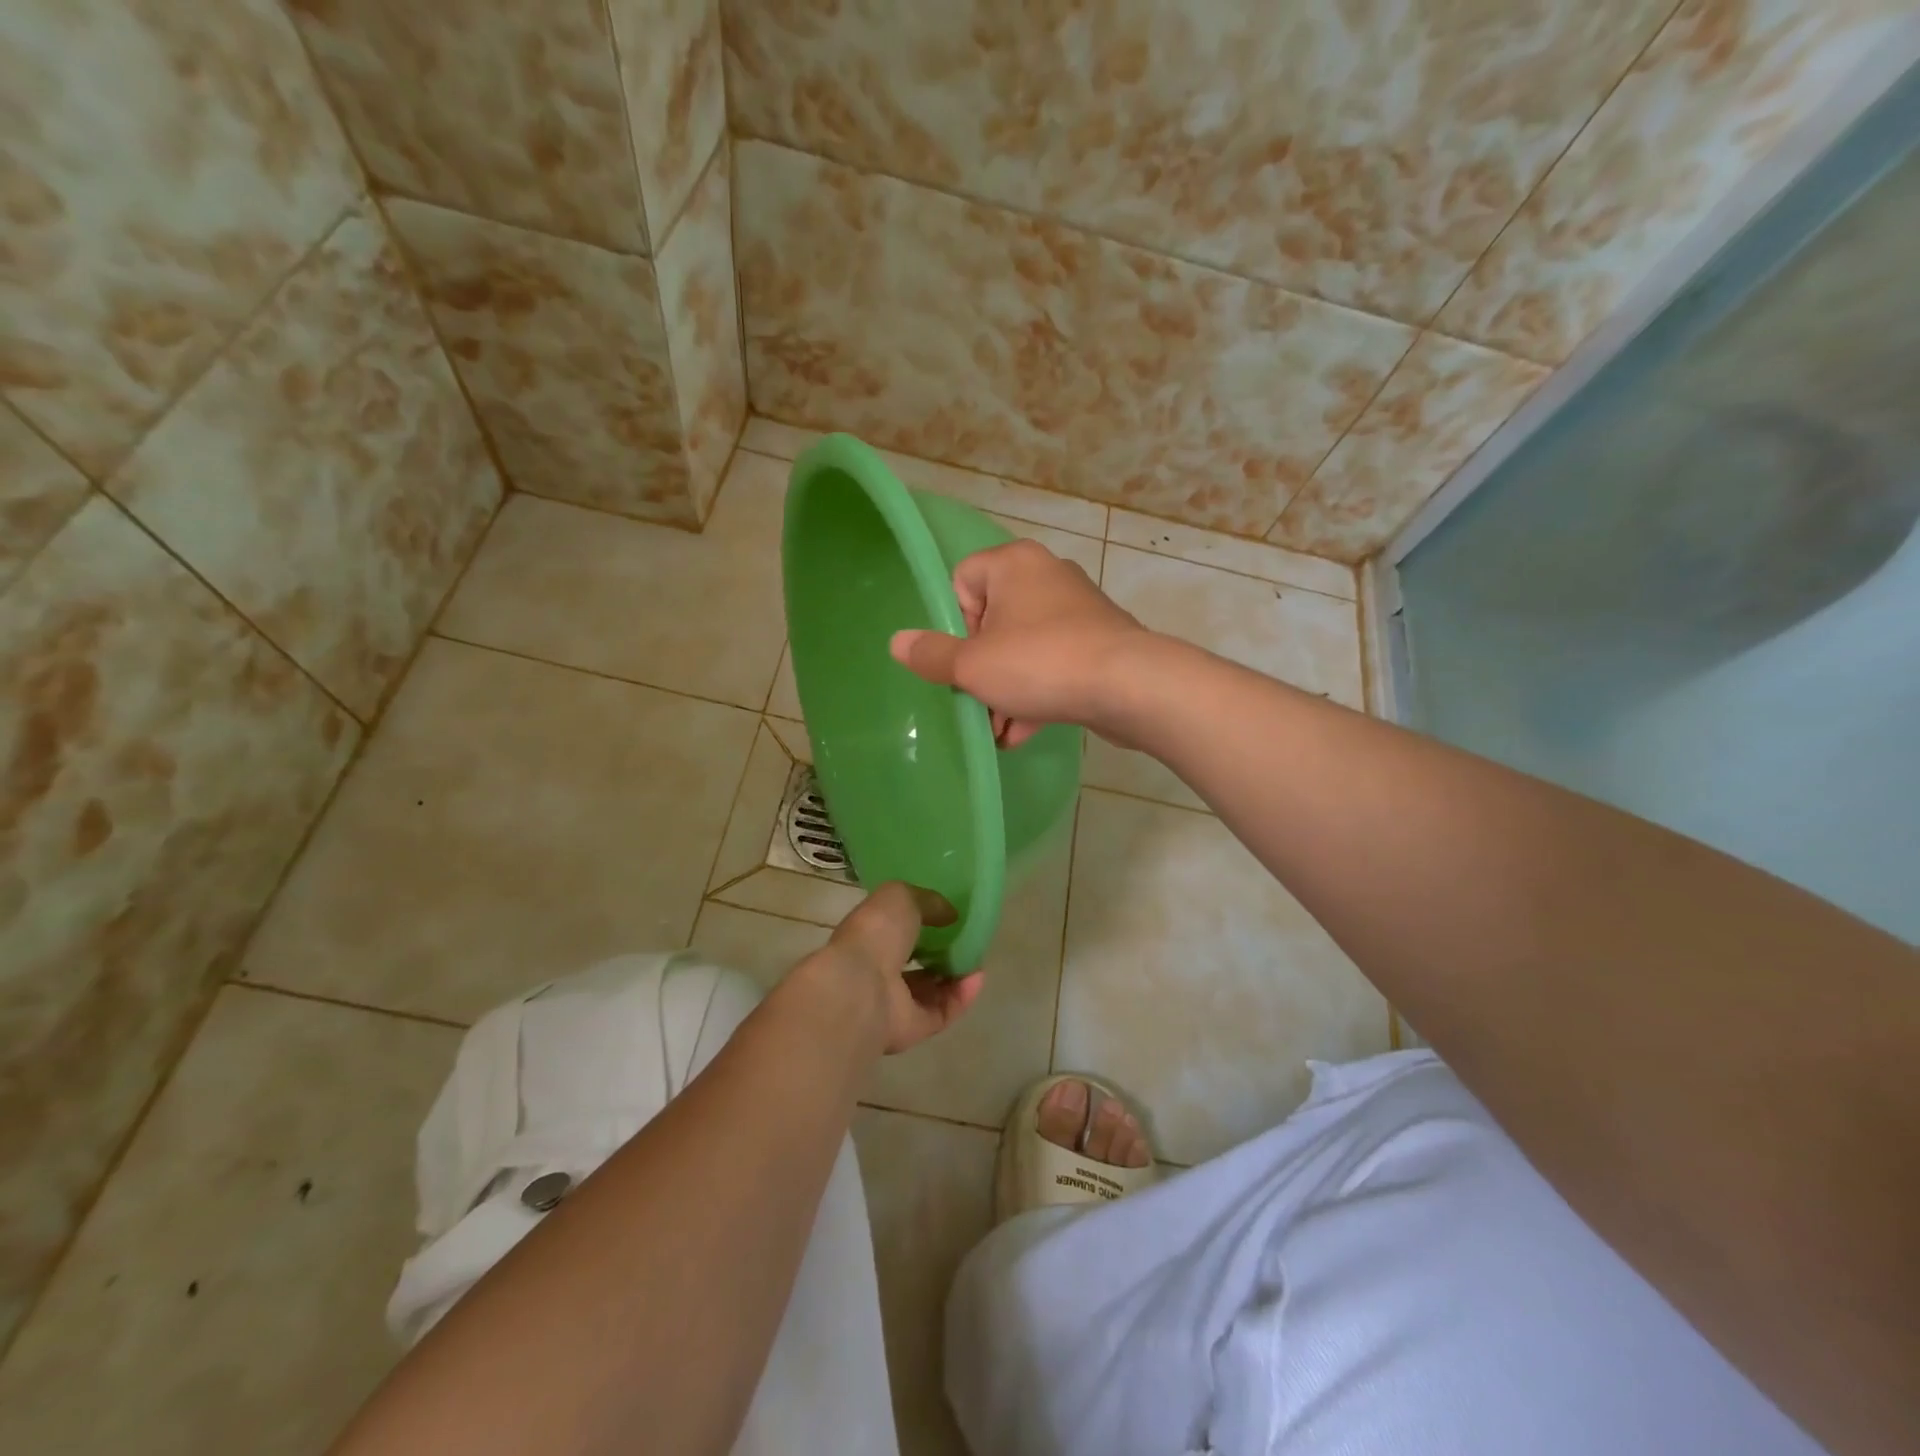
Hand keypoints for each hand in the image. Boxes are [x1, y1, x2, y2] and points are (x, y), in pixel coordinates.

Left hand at [794, 883, 983, 1054]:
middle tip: (966, 940)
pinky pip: (942, 1012)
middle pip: (912, 963)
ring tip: (977, 959)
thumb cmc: (875, 933)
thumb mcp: (901, 897)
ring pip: (929, 991)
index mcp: (867, 938)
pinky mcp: (911, 1029)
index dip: (920, 923)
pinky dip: (961, 996)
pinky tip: (978, 978)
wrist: (861, 987)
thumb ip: (927, 901)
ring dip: (954, 976)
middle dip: (939, 953)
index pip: (894, 931)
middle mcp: (877, 971)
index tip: (947, 916)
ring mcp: (893, 1003)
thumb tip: (949, 914)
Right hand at [889, 539, 1147, 747]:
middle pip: (993, 620)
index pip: (963, 579)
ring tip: (998, 731)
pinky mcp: (1100, 642)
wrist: (1129, 686)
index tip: (965, 659)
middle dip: (980, 669)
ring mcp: (1078, 610)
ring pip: (1024, 648)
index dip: (956, 624)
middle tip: (977, 703)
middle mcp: (1047, 576)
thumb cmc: (1040, 664)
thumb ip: (932, 655)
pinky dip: (1037, 694)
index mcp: (1014, 564)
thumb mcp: (973, 666)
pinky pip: (1055, 664)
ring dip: (1006, 691)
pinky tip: (1022, 734)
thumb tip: (896, 642)